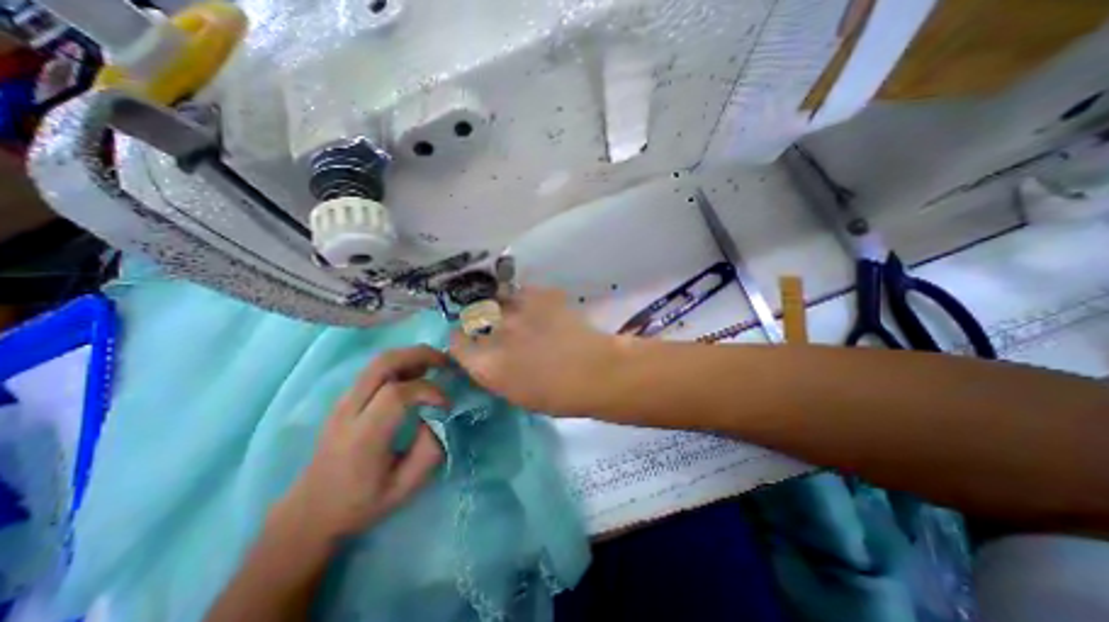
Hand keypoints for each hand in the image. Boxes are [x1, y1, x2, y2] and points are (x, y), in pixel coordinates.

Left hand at [277, 345, 449, 539]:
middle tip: (446, 362)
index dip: (429, 391)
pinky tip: (416, 374)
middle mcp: (349, 411)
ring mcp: (343, 402)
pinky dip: (401, 363)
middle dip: (420, 355)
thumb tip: (437, 418)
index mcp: (363, 437)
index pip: (397, 394)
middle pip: (383, 363)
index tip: (446, 405)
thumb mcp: (403, 488)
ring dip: (411, 356)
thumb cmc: (360, 504)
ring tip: (435, 366)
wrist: (309, 512)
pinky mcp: (345, 399)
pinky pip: (375, 369)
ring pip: (378, 361)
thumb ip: (428, 452)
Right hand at [451, 286, 621, 414]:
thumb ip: (495, 373)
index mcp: (487, 364)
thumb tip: (488, 358)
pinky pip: (523, 291)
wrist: (596, 371)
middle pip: (475, 317)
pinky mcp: (539, 295)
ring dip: (504, 307)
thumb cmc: (559, 396)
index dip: (461, 340)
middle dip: (482, 321)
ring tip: (520, 314)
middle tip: (499, 327)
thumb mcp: (517, 394)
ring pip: (498, 300)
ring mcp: (517, 310)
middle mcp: (495, 333)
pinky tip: (539, 307)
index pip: (456, 343)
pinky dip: (527, 298)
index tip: (469, 340)